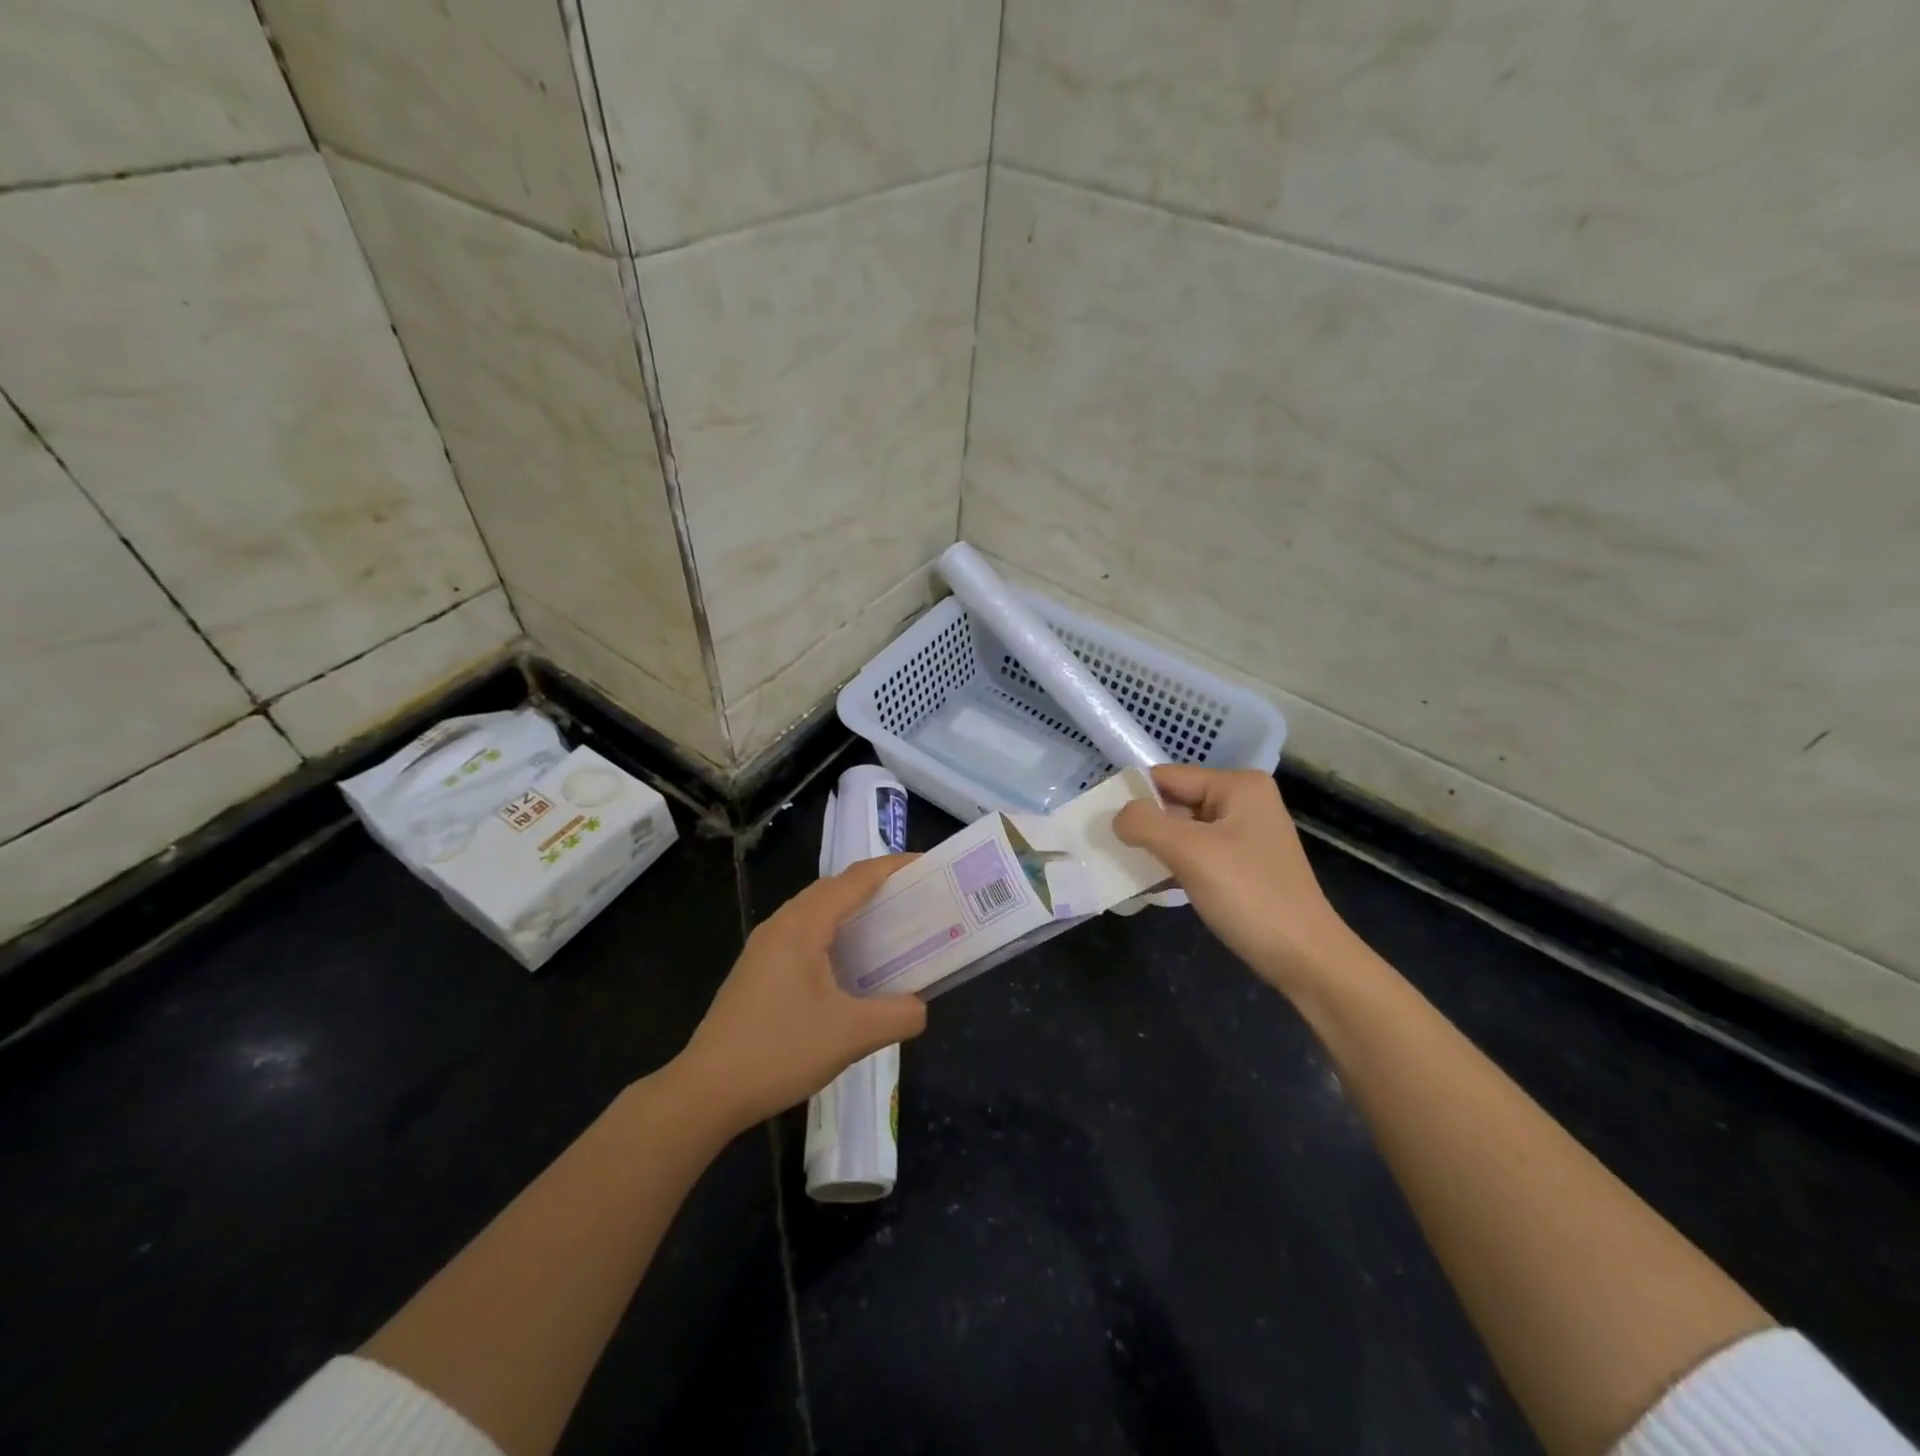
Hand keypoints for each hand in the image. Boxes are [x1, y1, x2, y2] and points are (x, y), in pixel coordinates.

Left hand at [674, 855, 927, 1134]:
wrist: (706, 1091)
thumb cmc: (780, 1051)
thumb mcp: (852, 1035)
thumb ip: (898, 1015)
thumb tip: (919, 1007)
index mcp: (802, 926)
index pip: (855, 880)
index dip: (892, 867)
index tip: (926, 865)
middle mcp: (781, 925)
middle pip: (833, 889)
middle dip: (874, 886)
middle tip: (913, 899)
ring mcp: (763, 948)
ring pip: (815, 911)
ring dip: (851, 910)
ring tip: (886, 927)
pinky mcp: (756, 971)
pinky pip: (803, 934)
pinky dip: (833, 934)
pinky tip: (848, 966)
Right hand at [1114, 766, 1354, 994]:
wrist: (1305, 959)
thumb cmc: (1249, 895)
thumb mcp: (1190, 853)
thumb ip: (1145, 824)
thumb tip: (1116, 816)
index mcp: (1237, 786)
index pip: (1167, 777)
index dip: (1131, 796)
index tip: (1096, 822)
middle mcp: (1241, 802)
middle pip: (1173, 803)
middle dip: (1140, 825)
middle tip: (1102, 847)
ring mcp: (1242, 835)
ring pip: (1180, 832)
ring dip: (1152, 849)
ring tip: (1118, 866)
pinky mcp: (1239, 866)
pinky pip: (1193, 855)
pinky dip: (1169, 866)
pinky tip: (1145, 884)